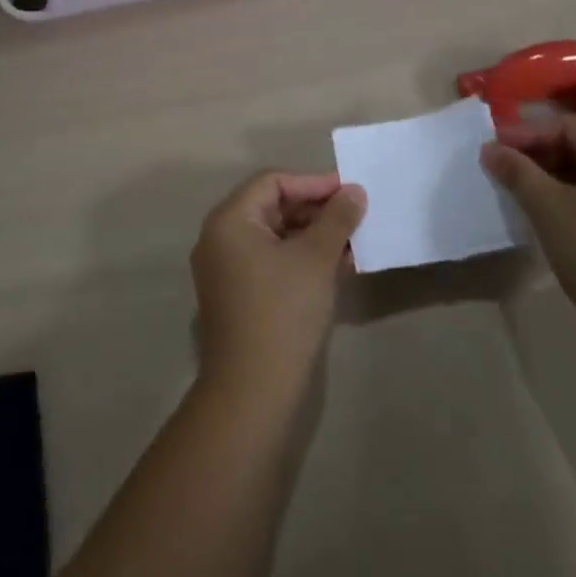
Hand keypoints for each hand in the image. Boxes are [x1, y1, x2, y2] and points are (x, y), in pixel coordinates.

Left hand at [190, 172, 365, 401]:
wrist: (253, 394)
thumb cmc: (282, 312)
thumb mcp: (316, 258)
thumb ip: (337, 218)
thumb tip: (354, 190)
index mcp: (230, 220)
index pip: (273, 182)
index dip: (313, 183)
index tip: (350, 192)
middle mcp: (220, 239)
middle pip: (272, 207)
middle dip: (315, 211)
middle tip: (355, 217)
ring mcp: (226, 270)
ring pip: (274, 237)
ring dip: (312, 236)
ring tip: (352, 244)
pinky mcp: (237, 297)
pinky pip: (271, 262)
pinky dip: (300, 259)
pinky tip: (336, 268)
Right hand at [481, 115, 575, 344]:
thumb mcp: (549, 209)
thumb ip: (518, 172)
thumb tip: (490, 149)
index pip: (567, 126)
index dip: (526, 134)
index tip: (493, 149)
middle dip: (541, 155)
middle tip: (506, 171)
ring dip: (558, 178)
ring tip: (524, 193)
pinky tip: (555, 216)